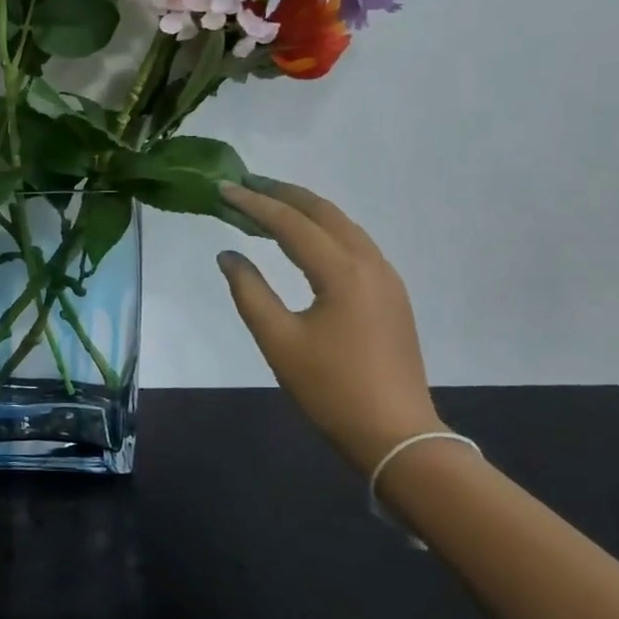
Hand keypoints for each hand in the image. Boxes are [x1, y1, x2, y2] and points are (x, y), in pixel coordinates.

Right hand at [217, 178, 444, 473]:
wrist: (395, 434)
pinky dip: (323, 230)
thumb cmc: (330, 389)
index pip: (291, 224)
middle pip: (324, 212)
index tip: (223, 188)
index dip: (254, 204)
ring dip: (305, 210)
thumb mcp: (278, 340)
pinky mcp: (391, 294)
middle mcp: (370, 263)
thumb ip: (248, 291)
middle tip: (246, 183)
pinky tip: (303, 239)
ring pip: (343, 225)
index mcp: (342, 272)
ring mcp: (386, 277)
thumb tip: (228, 255)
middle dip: (283, 194)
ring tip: (269, 204)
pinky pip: (354, 244)